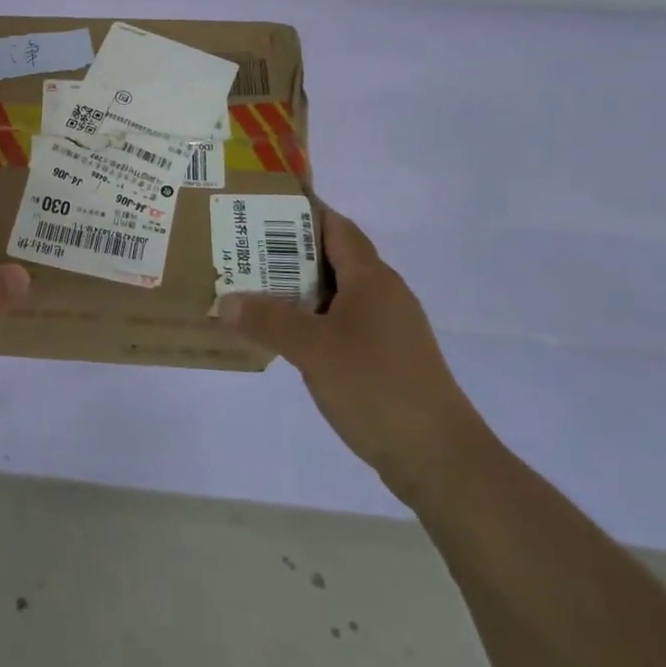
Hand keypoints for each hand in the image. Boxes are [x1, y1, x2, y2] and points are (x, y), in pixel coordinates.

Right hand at [216, 205, 486, 508]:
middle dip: (288, 253)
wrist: (439, 458)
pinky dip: (314, 321)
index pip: (335, 227)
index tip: (261, 208)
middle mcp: (384, 294)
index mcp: (372, 278)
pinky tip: (287, 337)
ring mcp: (390, 328)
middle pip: (333, 258)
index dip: (301, 212)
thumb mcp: (312, 349)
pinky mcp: (389, 359)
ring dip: (299, 291)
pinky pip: (344, 324)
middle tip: (243, 251)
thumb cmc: (375, 386)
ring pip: (337, 294)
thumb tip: (226, 301)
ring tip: (254, 291)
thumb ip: (267, 321)